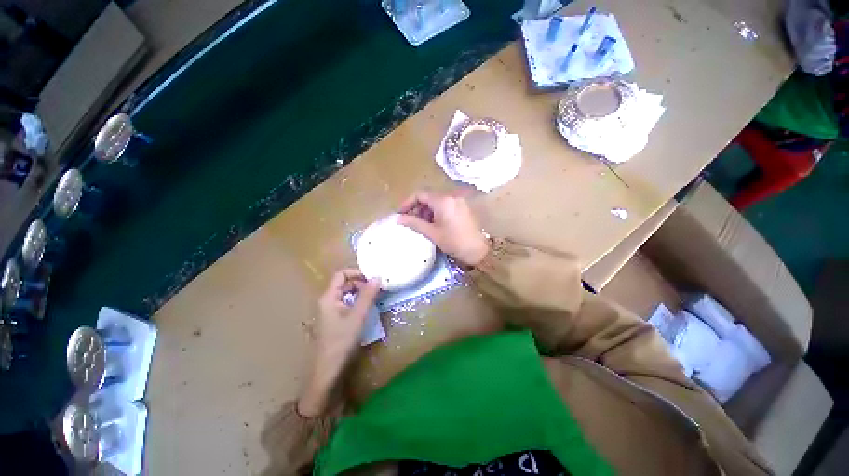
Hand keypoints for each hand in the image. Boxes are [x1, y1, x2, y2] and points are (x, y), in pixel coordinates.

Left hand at [298, 269, 379, 415]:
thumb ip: (368, 295)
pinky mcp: (333, 320)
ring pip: (345, 294)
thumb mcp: (358, 316)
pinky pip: (345, 304)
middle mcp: (327, 301)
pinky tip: (365, 310)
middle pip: (343, 283)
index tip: (372, 279)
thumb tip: (377, 277)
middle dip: (360, 283)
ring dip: (359, 293)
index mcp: (329, 297)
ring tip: (373, 299)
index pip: (341, 275)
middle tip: (376, 289)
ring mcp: (329, 311)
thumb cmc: (341, 341)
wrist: (327, 371)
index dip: (357, 273)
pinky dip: (356, 302)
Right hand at [397, 191, 490, 266]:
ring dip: (427, 210)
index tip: (400, 213)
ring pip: (437, 201)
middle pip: (429, 197)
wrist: (479, 251)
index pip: (420, 194)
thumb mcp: (432, 233)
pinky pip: (446, 205)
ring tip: (422, 225)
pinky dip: (437, 212)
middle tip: (411, 221)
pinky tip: (435, 224)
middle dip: (418, 208)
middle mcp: (452, 196)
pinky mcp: (463, 207)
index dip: (407, 202)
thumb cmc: (454, 242)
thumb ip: (414, 223)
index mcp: (443, 200)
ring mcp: (459, 201)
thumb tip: (398, 218)